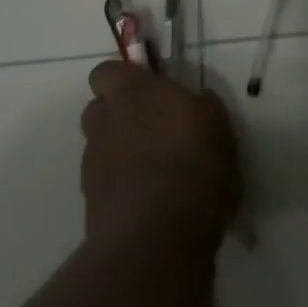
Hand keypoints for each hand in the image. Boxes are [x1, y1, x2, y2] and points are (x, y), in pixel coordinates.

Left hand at [81, 61, 240, 253]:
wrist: (158, 235)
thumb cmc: (196, 167)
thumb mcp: (218, 127)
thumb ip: (201, 107)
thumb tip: (195, 101)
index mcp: (135, 92)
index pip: (108, 71)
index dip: (123, 79)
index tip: (149, 92)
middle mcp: (106, 120)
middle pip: (98, 107)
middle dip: (118, 114)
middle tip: (151, 129)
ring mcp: (93, 160)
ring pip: (99, 143)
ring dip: (117, 149)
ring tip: (151, 169)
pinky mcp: (89, 198)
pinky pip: (103, 179)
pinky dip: (118, 183)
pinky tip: (146, 199)